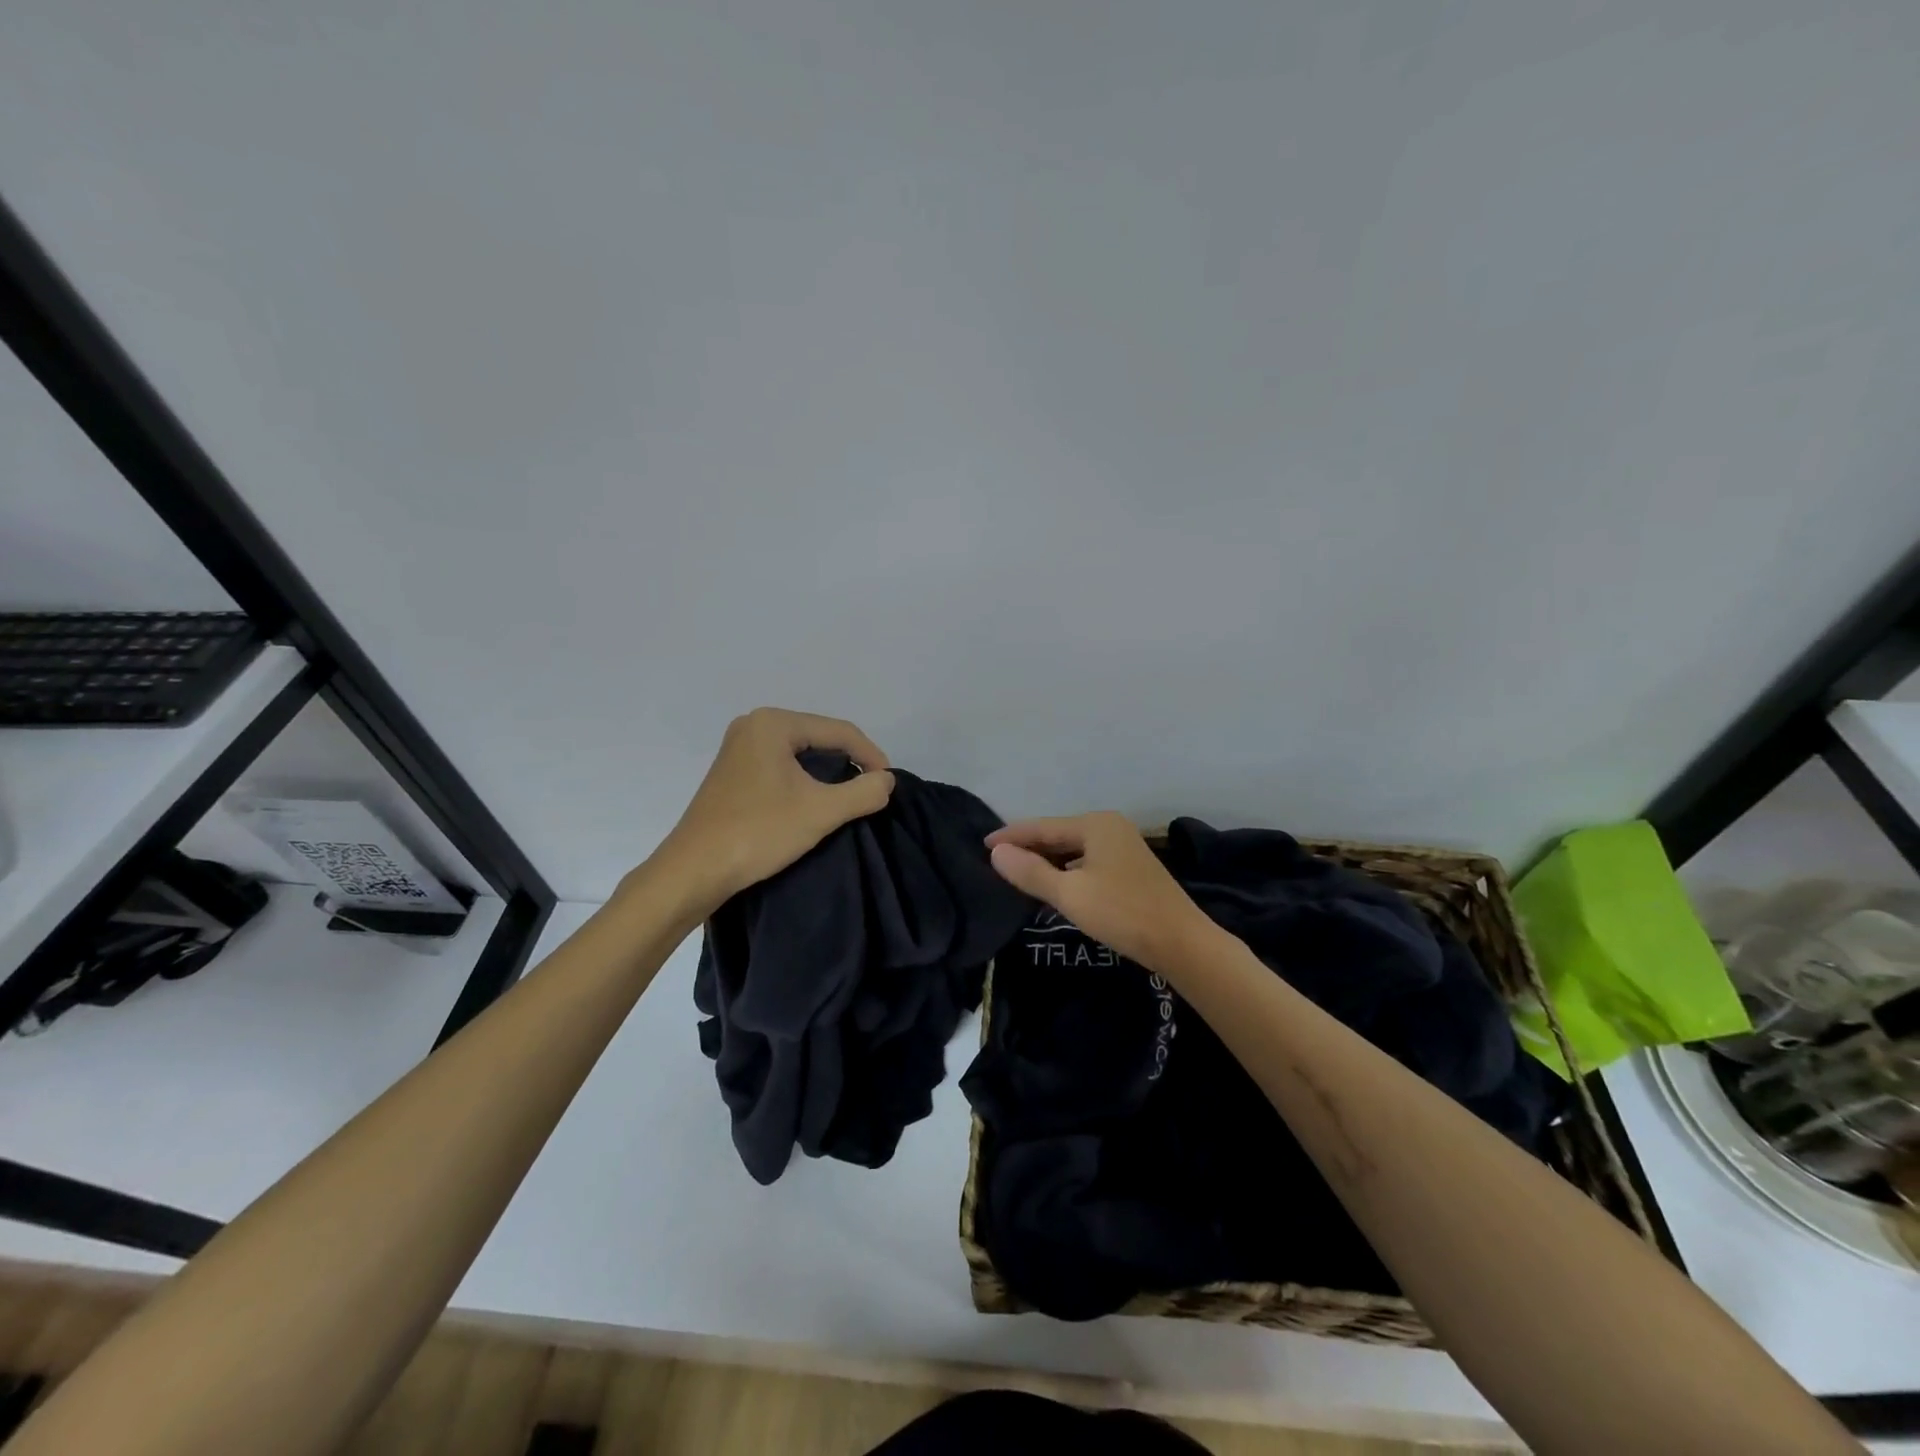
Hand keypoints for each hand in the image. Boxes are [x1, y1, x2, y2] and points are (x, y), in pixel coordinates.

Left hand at [651, 708, 894, 912]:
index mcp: (773, 724)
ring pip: (801, 752)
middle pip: (820, 737)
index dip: (870, 755)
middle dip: (850, 762)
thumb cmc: (758, 833)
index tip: (888, 784)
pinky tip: (815, 800)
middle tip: (871, 789)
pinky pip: (782, 765)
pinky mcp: (733, 771)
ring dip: (828, 772)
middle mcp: (754, 725)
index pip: (839, 731)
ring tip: (849, 797)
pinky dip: (805, 779)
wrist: (693, 871)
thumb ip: (863, 792)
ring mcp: (739, 748)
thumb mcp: (821, 812)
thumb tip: (887, 781)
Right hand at [986, 812, 1219, 973]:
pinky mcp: (1130, 868)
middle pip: (1057, 835)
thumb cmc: (1121, 913)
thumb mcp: (1069, 894)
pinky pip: (1086, 861)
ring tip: (1017, 874)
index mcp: (1094, 824)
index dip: (1010, 836)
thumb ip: (1030, 872)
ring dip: (1046, 861)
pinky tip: (1053, 885)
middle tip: (996, 862)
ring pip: (1072, 850)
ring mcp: (1122, 846)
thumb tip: (996, 852)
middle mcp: (1109, 827)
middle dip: (1028, 848)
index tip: (982, 844)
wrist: (1181, 942)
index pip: (1041, 827)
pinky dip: (1066, 871)